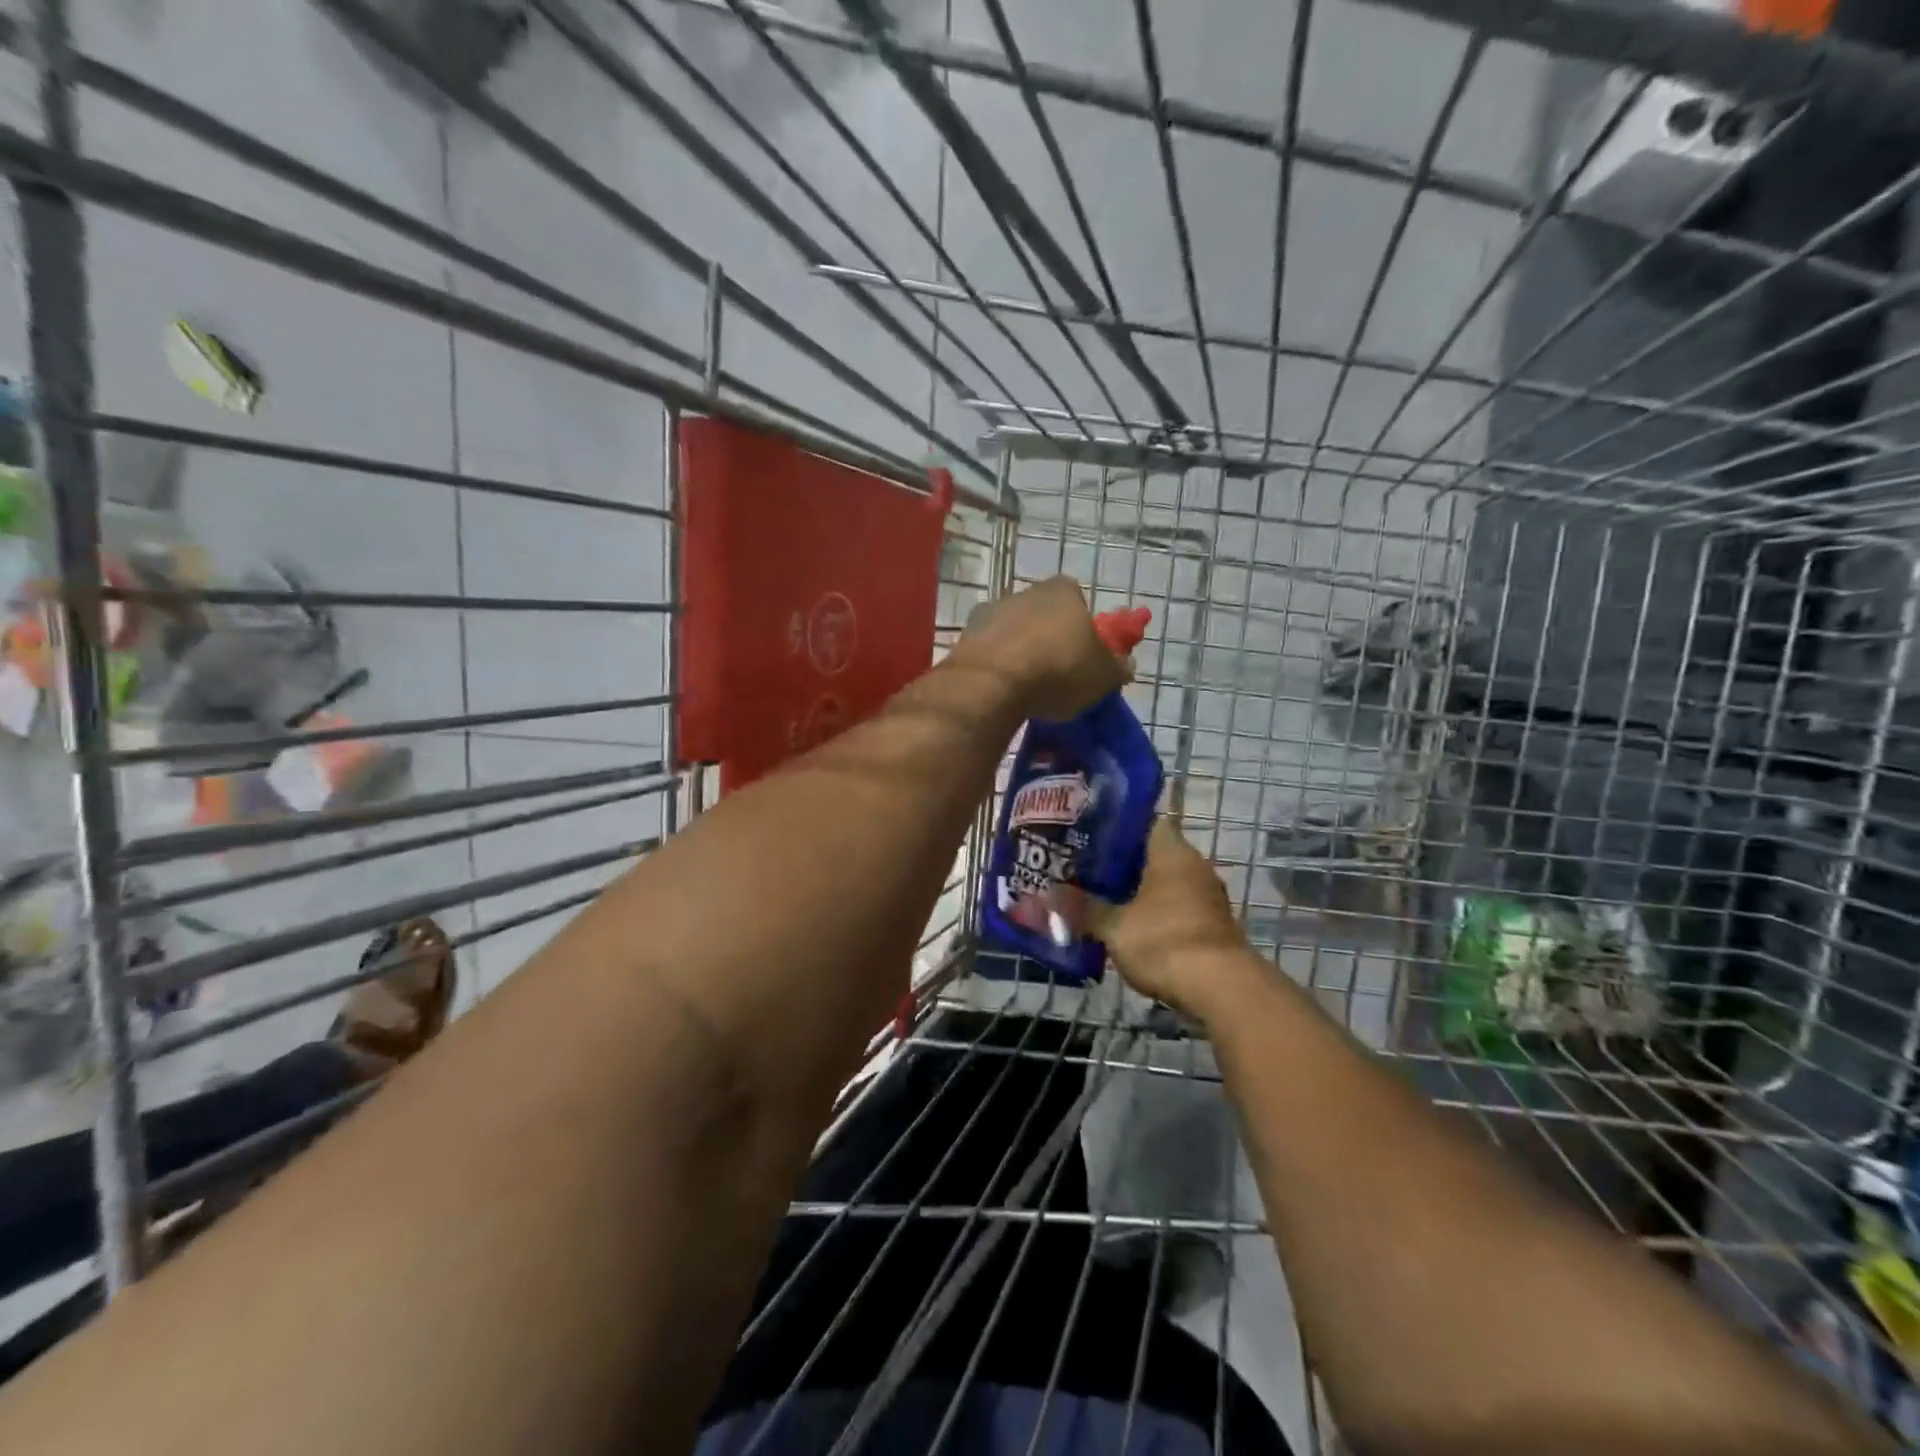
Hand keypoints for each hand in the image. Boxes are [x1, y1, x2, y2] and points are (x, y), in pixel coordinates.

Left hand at [952, 576, 1128, 720]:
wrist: (993, 683)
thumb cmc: (1058, 670)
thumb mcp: (1102, 676)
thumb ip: (1116, 668)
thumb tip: (1126, 666)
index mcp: (1063, 590)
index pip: (1078, 601)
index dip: (1082, 628)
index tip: (1083, 656)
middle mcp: (1025, 591)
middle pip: (1043, 614)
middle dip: (1048, 639)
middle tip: (1055, 674)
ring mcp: (990, 610)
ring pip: (1013, 630)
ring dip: (1019, 651)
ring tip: (1026, 687)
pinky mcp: (965, 634)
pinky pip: (989, 650)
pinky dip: (996, 665)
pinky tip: (1001, 689)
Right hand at [1082, 819, 1250, 1015]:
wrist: (1221, 990)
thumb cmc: (1164, 941)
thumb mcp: (1114, 926)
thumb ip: (1082, 908)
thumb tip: (1047, 893)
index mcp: (1172, 852)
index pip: (1145, 822)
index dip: (1117, 826)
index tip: (1090, 835)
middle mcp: (1194, 866)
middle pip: (1153, 854)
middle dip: (1122, 863)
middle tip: (1086, 868)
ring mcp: (1208, 897)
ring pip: (1166, 883)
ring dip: (1139, 890)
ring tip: (1101, 897)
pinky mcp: (1213, 925)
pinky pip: (1177, 908)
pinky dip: (1156, 913)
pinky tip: (1130, 926)